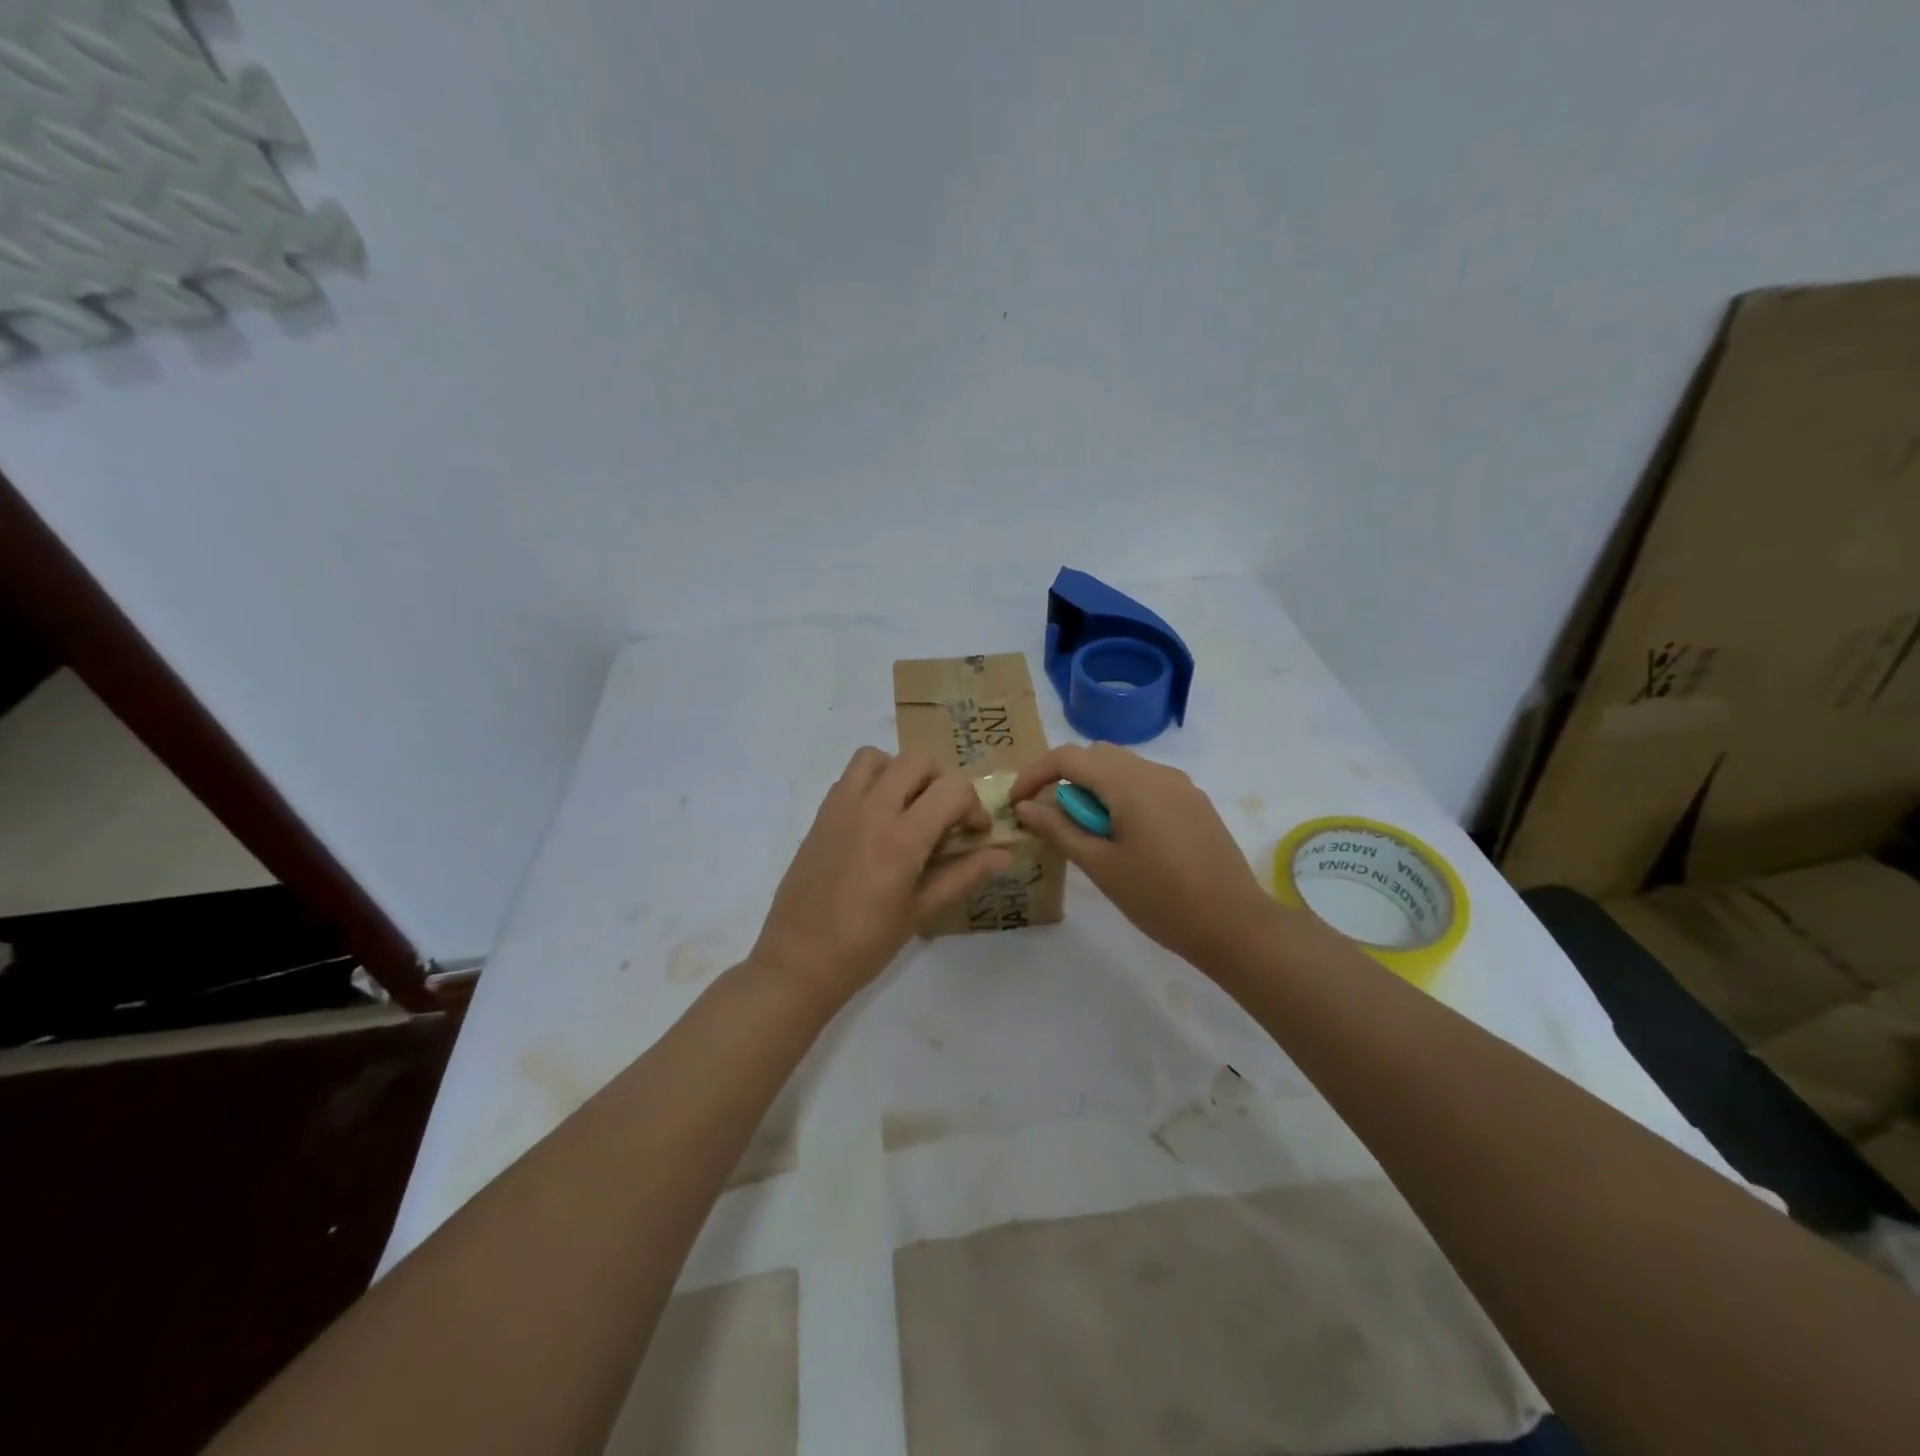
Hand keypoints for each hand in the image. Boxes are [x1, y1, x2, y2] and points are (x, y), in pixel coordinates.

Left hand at [751, 748, 1014, 1005]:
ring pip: (878, 758)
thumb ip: (964, 875)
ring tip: (907, 808)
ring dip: (901, 772)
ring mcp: (842, 807)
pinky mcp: (821, 814)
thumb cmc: (866, 943)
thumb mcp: (921, 911)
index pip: (953, 790)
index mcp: (903, 837)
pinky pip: (849, 776)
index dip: (974, 806)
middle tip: (943, 819)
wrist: (799, 958)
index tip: (974, 833)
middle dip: (941, 783)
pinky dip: (871, 782)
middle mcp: (873, 809)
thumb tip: (1005, 855)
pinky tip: (875, 820)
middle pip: (918, 762)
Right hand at [1011, 742, 1278, 967]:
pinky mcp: (1194, 802)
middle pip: (1097, 755)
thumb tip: (1026, 806)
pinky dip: (1121, 795)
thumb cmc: (1160, 898)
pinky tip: (1122, 834)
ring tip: (1084, 829)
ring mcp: (1180, 785)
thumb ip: (1060, 829)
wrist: (1234, 924)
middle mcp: (1155, 772)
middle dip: (1065, 777)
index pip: (1068, 757)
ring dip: (1094, 787)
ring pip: (1123, 767)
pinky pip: (1147, 783)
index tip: (1017, 802)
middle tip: (1048, 815)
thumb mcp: (1100, 865)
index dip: (1035, 774)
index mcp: (1129, 783)